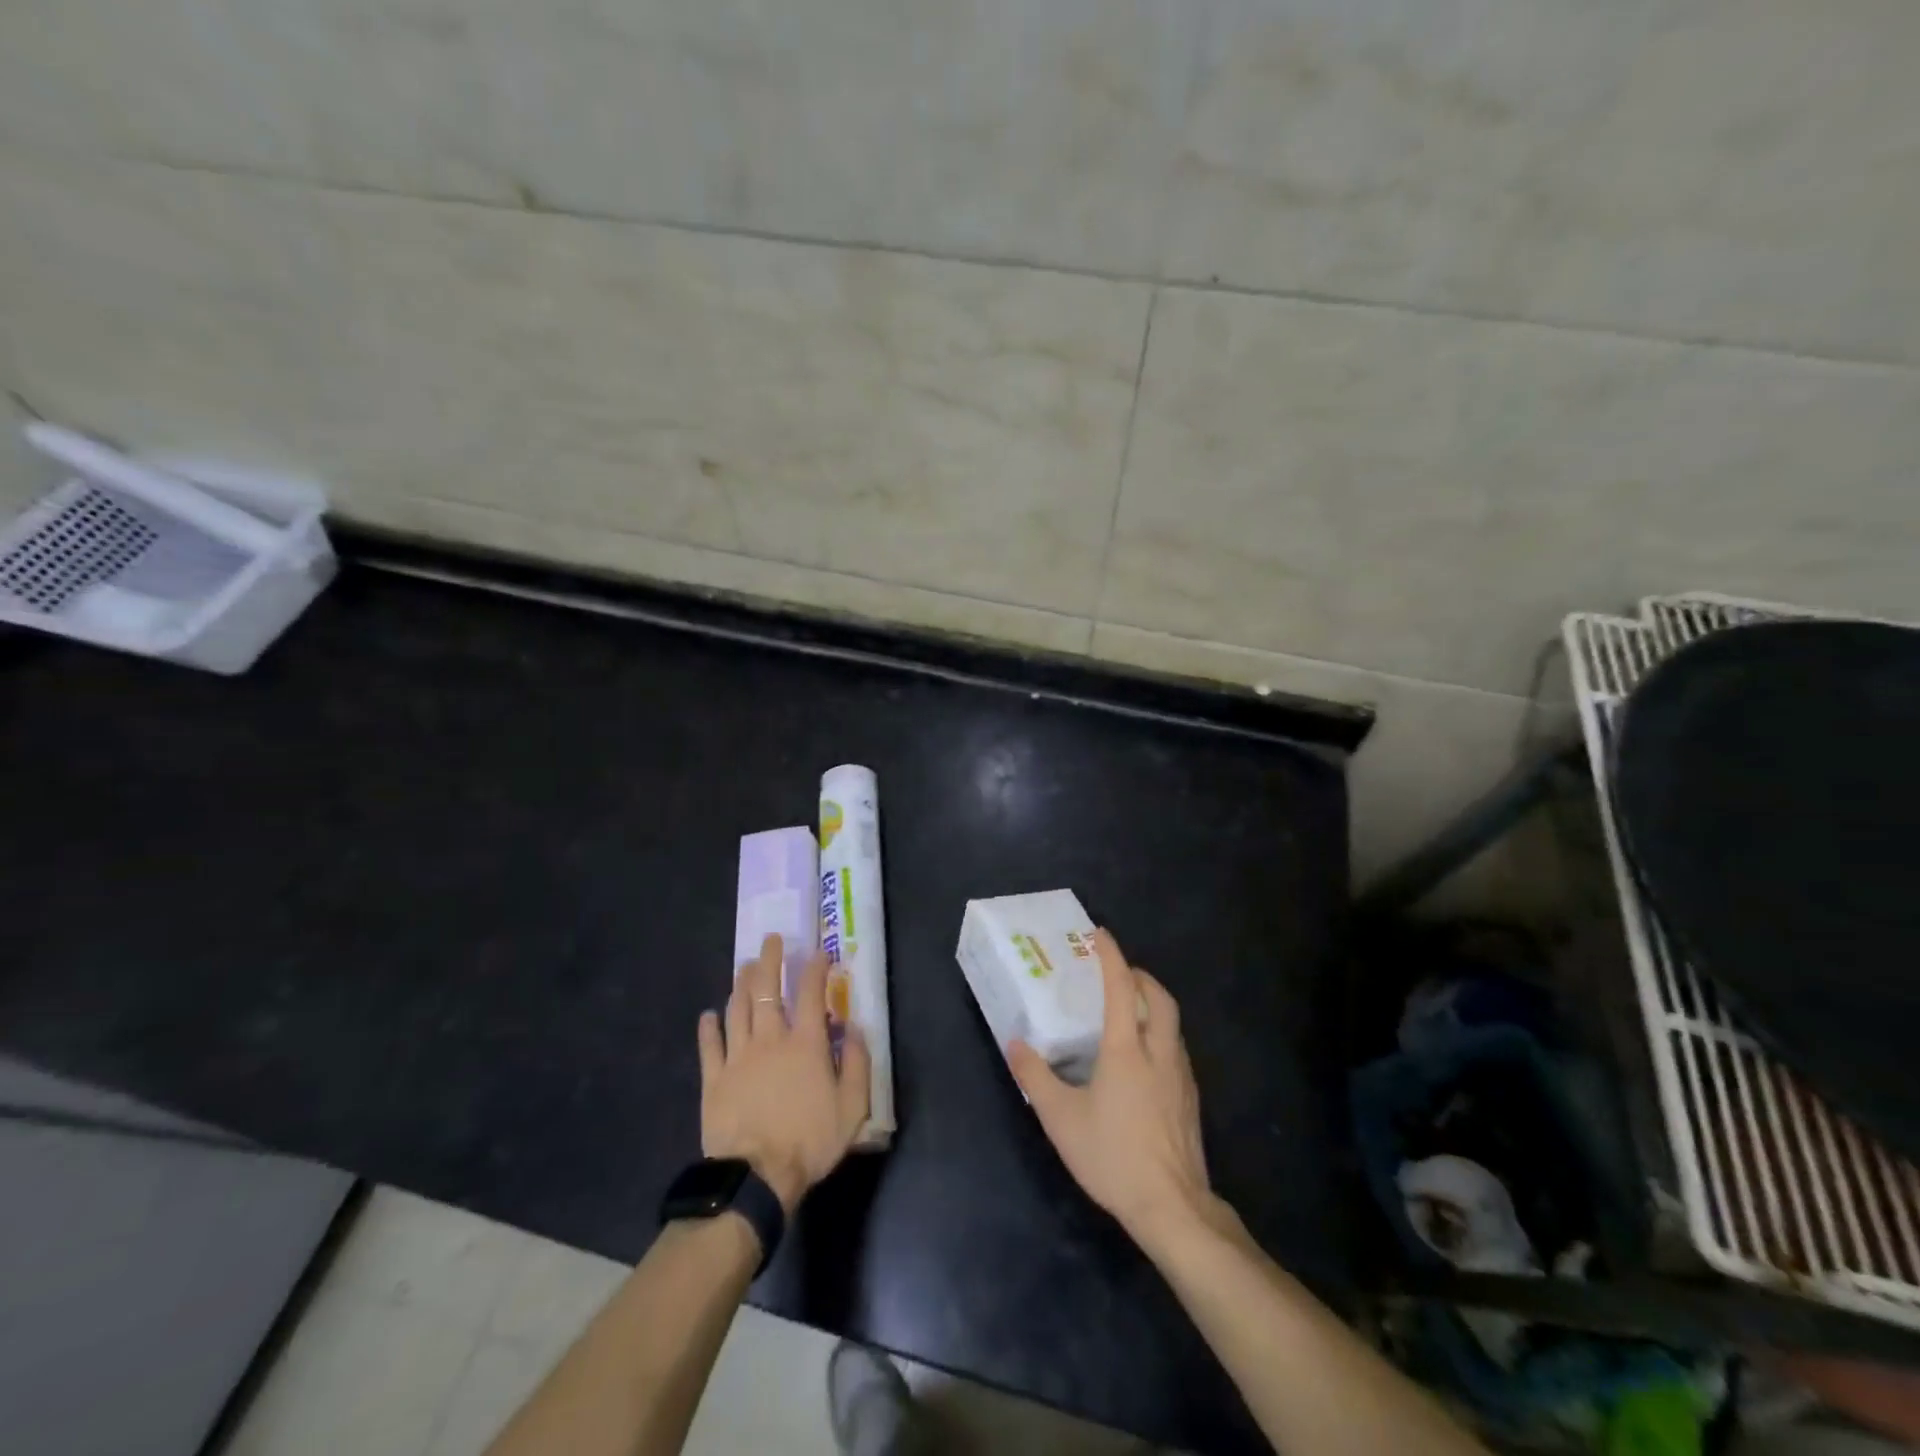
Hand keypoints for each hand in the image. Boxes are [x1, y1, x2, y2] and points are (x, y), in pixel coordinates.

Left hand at [698, 934, 871, 1213]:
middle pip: (767, 990)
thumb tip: (857, 1028)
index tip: (820, 952)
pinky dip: (709, 1027)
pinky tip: (709, 1014)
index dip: (816, 968)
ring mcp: (738, 1057)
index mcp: (806, 1044)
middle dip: (770, 960)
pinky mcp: (714, 1079)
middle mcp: (771, 1039)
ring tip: (745, 966)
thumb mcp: (852, 1107)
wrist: (756, 1177)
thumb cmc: (809, 1141)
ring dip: (742, 984)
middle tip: (770, 940)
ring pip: (737, 1009)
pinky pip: (709, 1046)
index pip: (811, 993)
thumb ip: (858, 1064)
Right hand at [1008, 929, 1213, 1248]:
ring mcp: (1180, 1075)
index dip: (1111, 955)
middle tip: (1119, 972)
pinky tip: (1145, 1057)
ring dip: (1153, 1003)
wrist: (1172, 1206)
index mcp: (1126, 1049)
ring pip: (1172, 1022)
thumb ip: (1035, 1077)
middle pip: (1159, 996)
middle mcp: (1157, 1052)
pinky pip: (1176, 1047)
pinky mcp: (1190, 1097)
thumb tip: (1014, 1044)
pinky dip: (1161, 1032)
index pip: (1121, 986)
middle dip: (1140, 975)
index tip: (1099, 934)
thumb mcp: (1061, 1118)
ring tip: (1129, 1009)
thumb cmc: (1112, 1157)